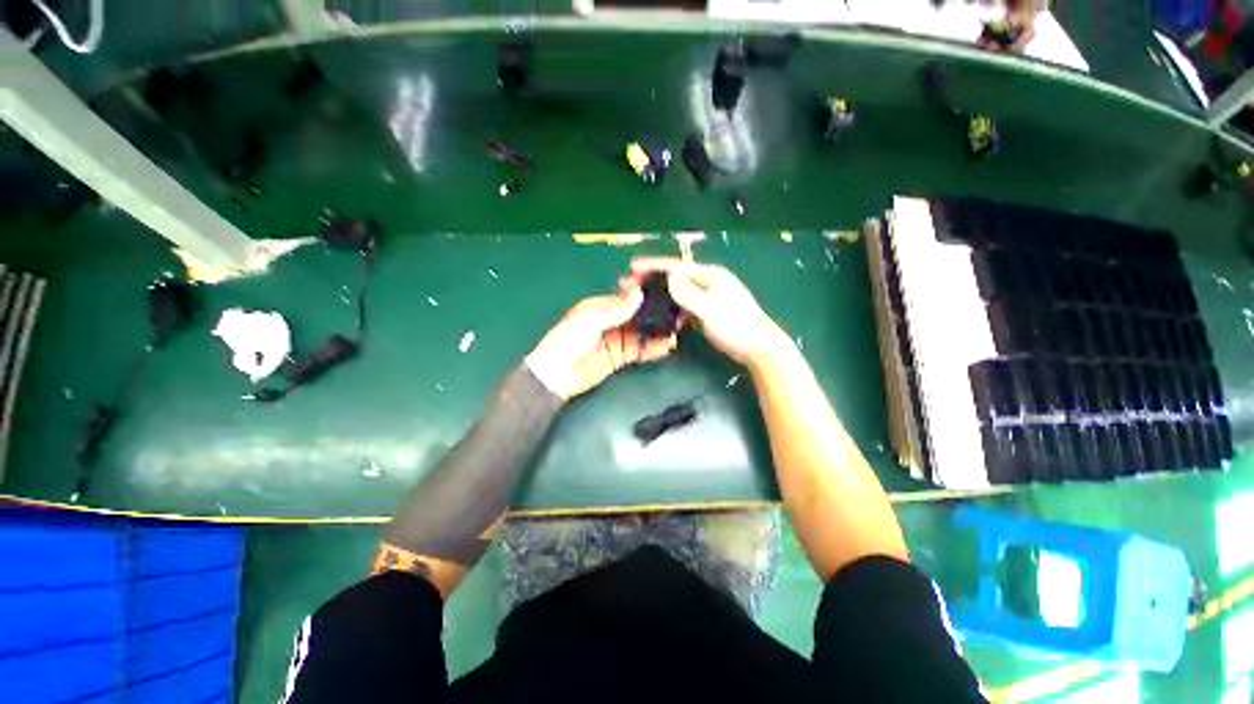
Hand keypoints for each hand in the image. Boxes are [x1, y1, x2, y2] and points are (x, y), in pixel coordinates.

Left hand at [526, 286, 677, 400]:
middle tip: (677, 314)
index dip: (645, 297)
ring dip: (657, 333)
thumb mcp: (590, 322)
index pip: (627, 299)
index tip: (665, 294)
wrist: (555, 375)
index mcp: (600, 307)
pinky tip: (666, 347)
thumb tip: (638, 294)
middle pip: (637, 316)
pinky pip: (638, 351)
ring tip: (677, 331)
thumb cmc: (567, 341)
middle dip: (656, 315)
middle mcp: (611, 321)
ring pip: (641, 334)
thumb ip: (616, 310)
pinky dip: (652, 349)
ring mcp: (616, 340)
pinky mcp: (619, 357)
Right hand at [631, 258, 789, 367]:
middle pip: (676, 277)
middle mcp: (709, 282)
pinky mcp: (709, 310)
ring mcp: (710, 296)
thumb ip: (688, 292)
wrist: (758, 347)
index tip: (633, 267)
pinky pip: (686, 305)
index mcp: (711, 275)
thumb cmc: (735, 325)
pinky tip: (664, 315)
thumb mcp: (709, 308)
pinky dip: (674, 308)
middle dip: (653, 279)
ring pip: (680, 292)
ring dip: (661, 294)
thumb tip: (669, 276)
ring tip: (642, 299)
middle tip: (631, 284)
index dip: (654, 266)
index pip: (677, 267)